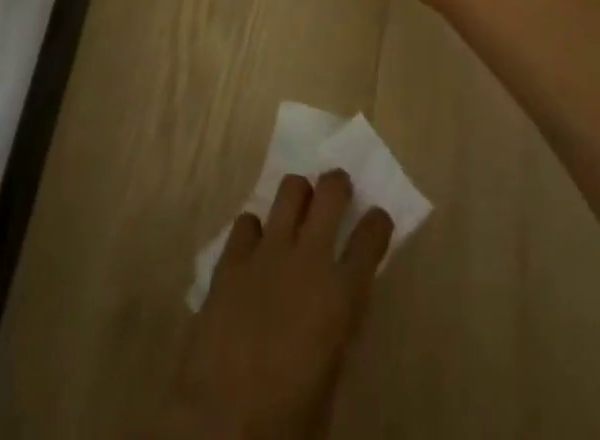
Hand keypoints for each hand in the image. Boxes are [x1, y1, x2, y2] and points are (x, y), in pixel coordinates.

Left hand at [161, 171, 393, 439]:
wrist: (221, 423)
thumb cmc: (287, 421)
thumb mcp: (330, 379)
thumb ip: (336, 330)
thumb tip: (334, 309)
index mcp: (341, 295)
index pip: (371, 238)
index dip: (378, 222)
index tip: (378, 219)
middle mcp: (308, 258)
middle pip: (330, 192)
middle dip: (337, 184)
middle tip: (337, 190)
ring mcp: (266, 252)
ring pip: (289, 189)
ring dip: (298, 194)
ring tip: (298, 207)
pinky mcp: (231, 258)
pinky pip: (247, 221)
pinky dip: (256, 229)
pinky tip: (255, 247)